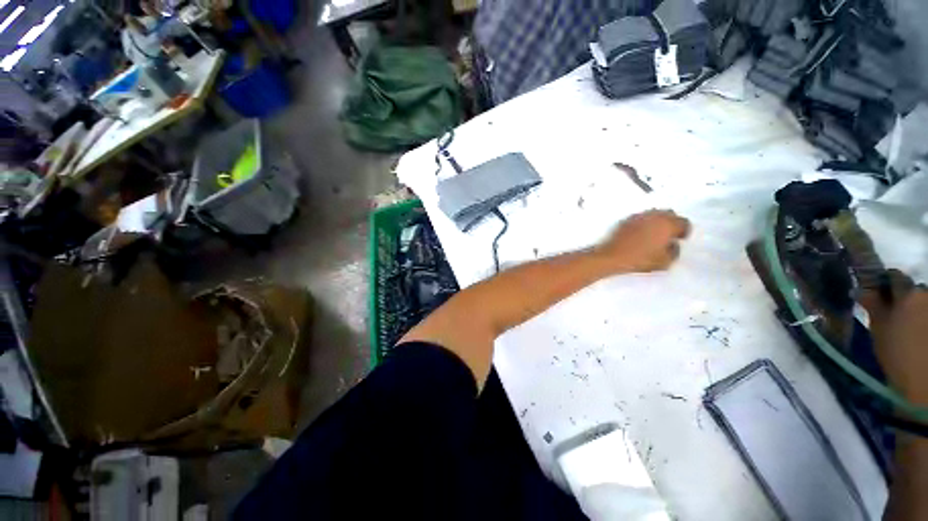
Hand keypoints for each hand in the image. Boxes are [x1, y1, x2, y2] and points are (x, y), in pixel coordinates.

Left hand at [597, 210, 690, 272]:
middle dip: (672, 223)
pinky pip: (641, 217)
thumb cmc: (640, 259)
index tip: (679, 239)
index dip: (683, 231)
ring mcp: (639, 216)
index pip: (683, 222)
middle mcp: (654, 216)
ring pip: (655, 214)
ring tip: (655, 234)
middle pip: (670, 214)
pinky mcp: (626, 219)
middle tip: (669, 235)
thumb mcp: (665, 262)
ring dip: (658, 221)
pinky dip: (645, 223)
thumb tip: (673, 244)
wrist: (612, 256)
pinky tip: (641, 233)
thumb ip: (675, 251)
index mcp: (667, 224)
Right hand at [869, 289, 927, 404]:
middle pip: (913, 290)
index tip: (874, 292)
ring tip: (906, 327)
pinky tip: (916, 334)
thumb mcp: (879, 330)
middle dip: (902, 298)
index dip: (883, 282)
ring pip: (923, 303)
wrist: (923, 383)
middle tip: (891, 313)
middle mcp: (926, 294)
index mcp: (909, 293)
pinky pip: (926, 314)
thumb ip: (873, 305)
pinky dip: (921, 320)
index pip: (894, 277)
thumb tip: (861, 289)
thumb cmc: (897, 355)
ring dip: (914, 310)